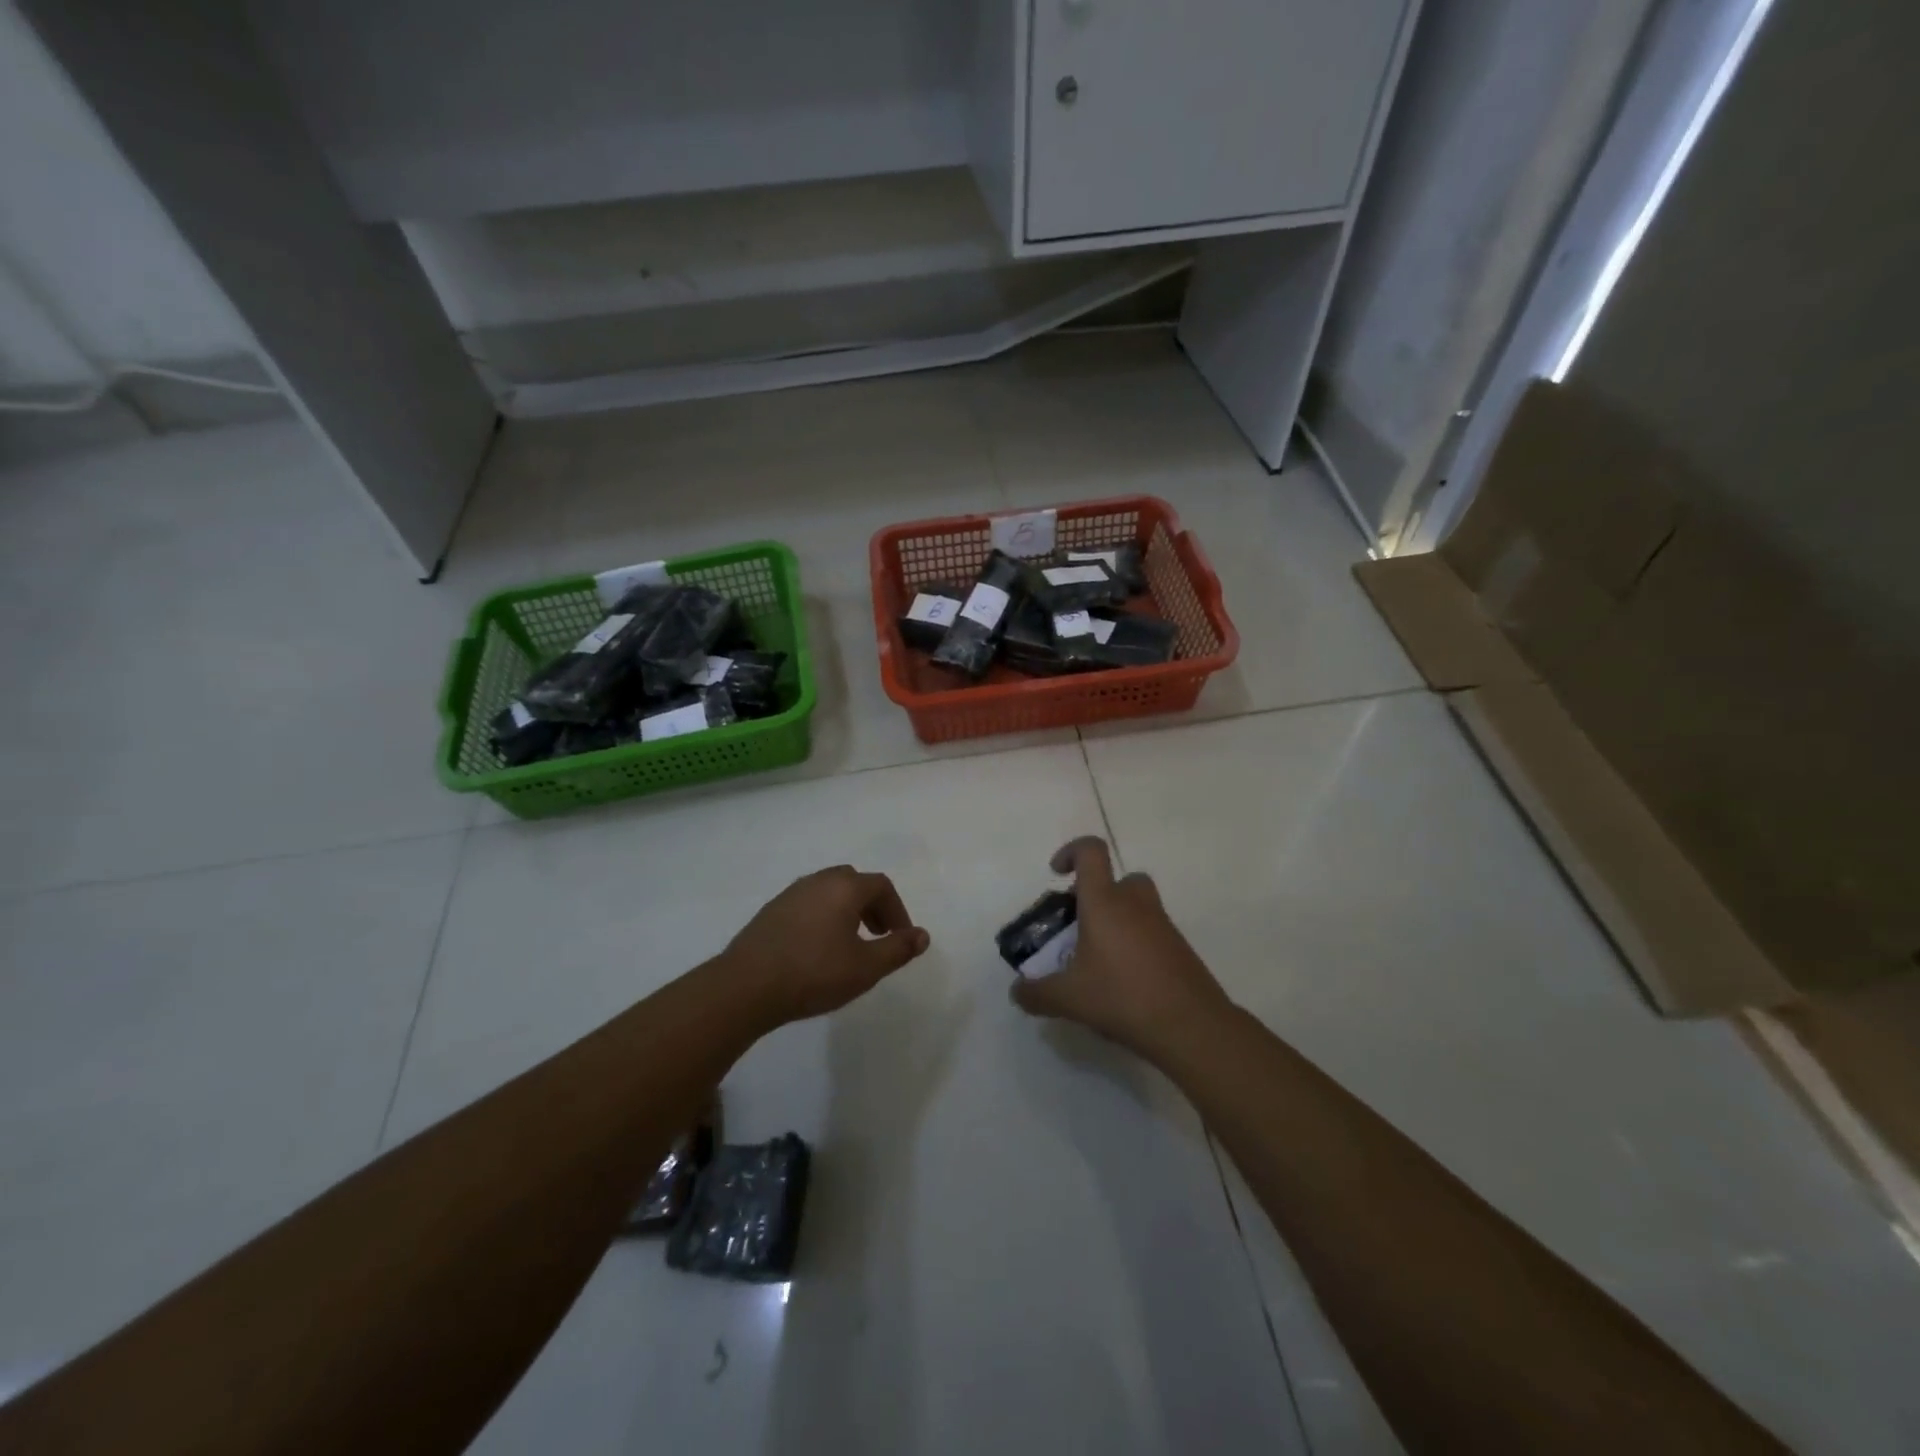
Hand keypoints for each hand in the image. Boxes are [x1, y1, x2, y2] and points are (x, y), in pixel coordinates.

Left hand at [720, 865, 931, 1027]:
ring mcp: (790, 894)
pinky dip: (823, 917)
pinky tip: (817, 949)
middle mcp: (818, 881)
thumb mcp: (865, 968)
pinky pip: (808, 904)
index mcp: (844, 887)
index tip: (900, 938)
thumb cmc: (813, 973)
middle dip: (872, 906)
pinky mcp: (770, 911)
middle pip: (854, 882)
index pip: (881, 886)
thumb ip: (897, 949)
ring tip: (849, 944)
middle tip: (877, 936)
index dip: (897, 910)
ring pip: (828, 892)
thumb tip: (923, 935)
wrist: (746, 986)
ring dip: (846, 911)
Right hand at [1009, 837, 1231, 1061]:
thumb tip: (1017, 992)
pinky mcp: (1179, 947)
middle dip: (1095, 894)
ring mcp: (1162, 924)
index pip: (1091, 851)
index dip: (1071, 852)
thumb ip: (1037, 993)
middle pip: (1117, 878)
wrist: (1191, 1025)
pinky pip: (1151, 931)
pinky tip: (1123, 980)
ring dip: (1116, 918)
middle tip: (1078, 924)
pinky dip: (1135, 943)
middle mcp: (1135, 903)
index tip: (1057, 874)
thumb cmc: (1123, 997)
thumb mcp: (1069, 999)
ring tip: (1098, 957)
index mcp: (1104, 902)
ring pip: (1136, 904)